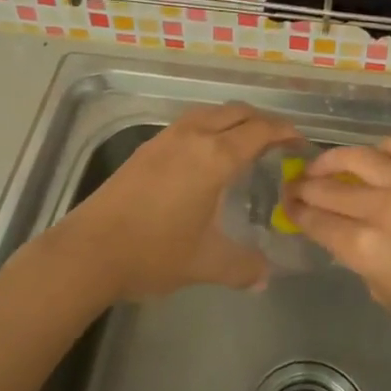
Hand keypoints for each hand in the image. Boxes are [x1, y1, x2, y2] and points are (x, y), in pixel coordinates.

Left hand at [55, 102, 298, 300]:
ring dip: (232, 121)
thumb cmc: (154, 252)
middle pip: (235, 113)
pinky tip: (205, 157)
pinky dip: (208, 128)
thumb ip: (243, 267)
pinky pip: (188, 124)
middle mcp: (192, 137)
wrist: (89, 251)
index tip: (301, 143)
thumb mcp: (206, 263)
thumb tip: (265, 277)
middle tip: (278, 142)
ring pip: (209, 114)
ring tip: (245, 144)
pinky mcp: (145, 149)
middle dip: (261, 121)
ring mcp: (165, 139)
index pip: (260, 130)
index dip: (285, 132)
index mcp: (215, 157)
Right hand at [284, 135, 390, 358]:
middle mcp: (383, 209)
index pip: (316, 221)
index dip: (297, 212)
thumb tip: (348, 236)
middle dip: (306, 186)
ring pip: (359, 157)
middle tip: (296, 186)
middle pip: (329, 187)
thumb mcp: (387, 295)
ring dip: (334, 159)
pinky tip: (377, 157)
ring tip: (326, 165)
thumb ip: (361, 260)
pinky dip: (383, 149)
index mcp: (366, 248)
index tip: (288, 206)